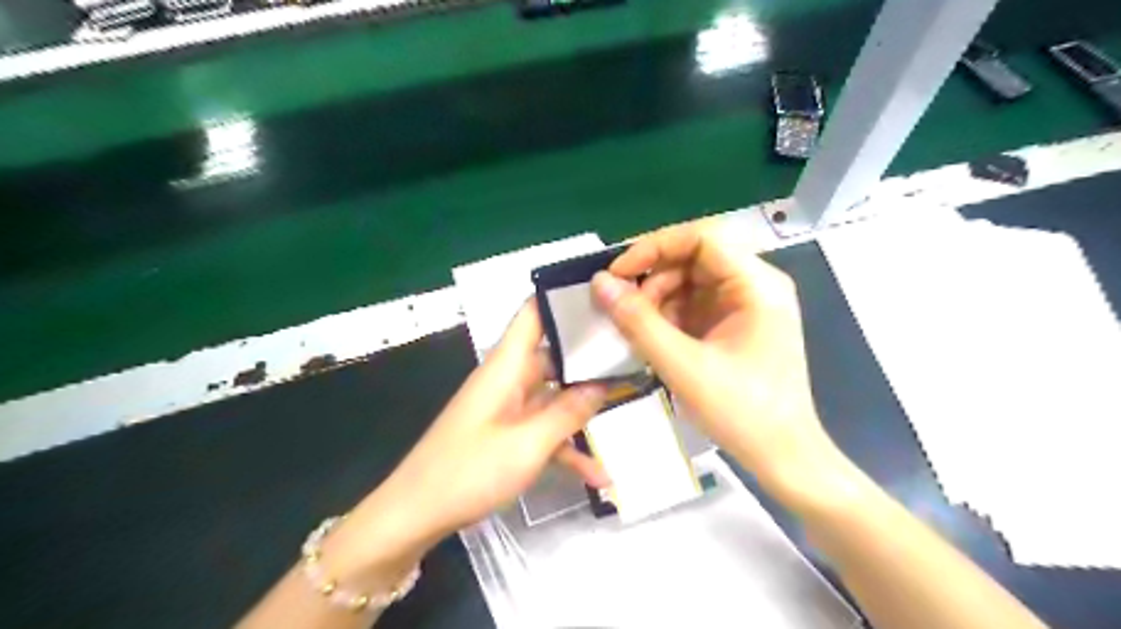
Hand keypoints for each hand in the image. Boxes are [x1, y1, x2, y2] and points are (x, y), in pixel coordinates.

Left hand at [337, 303, 609, 566]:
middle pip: (552, 355)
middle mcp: (507, 379)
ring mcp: (506, 409)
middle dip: (590, 357)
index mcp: (506, 366)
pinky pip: (542, 431)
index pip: (533, 313)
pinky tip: (598, 476)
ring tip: (627, 405)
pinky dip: (566, 447)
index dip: (563, 299)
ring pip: (553, 396)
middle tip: (632, 356)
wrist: (414, 516)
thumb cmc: (468, 472)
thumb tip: (603, 383)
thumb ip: (569, 411)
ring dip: (583, 410)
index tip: (605, 297)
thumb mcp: (528, 444)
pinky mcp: (505, 435)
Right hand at [594, 221, 839, 501]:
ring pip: (691, 281)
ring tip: (636, 330)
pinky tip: (653, 339)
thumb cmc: (742, 412)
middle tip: (623, 310)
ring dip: (658, 299)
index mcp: (756, 285)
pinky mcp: (736, 325)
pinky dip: (669, 317)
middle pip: (694, 258)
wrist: (784, 458)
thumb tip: (599, 283)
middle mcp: (755, 285)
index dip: (654, 247)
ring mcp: (747, 305)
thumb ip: (638, 322)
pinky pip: (695, 305)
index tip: (618, 274)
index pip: (702, 238)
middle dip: (653, 279)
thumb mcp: (683, 366)